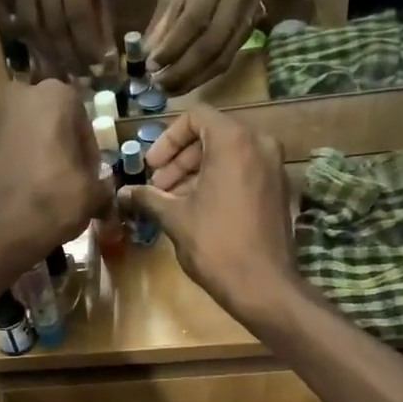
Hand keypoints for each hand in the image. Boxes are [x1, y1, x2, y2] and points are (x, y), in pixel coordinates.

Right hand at [0, 0, 114, 77]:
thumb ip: (102, 3)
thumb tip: (105, 50)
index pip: (76, 8)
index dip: (86, 41)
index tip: (98, 65)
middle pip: (51, 20)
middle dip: (67, 54)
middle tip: (80, 76)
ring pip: (28, 20)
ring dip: (45, 51)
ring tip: (60, 70)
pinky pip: (3, 6)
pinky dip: (12, 30)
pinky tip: (26, 48)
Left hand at [0, 80, 113, 263]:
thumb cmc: (53, 203)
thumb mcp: (93, 195)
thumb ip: (101, 183)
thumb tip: (101, 187)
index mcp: (55, 96)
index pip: (81, 120)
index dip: (87, 150)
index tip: (87, 175)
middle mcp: (18, 95)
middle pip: (45, 118)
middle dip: (53, 140)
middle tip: (60, 174)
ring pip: (13, 127)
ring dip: (21, 144)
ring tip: (28, 180)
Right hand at [117, 109, 298, 321]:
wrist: (263, 285)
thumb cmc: (216, 244)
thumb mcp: (175, 218)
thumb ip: (148, 198)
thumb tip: (122, 193)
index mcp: (234, 141)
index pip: (196, 116)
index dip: (167, 139)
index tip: (151, 167)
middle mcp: (260, 144)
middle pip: (212, 134)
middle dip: (180, 159)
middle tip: (158, 187)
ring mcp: (274, 167)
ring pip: (228, 154)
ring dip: (196, 172)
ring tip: (173, 202)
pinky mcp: (279, 189)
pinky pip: (244, 171)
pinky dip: (219, 181)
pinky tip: (198, 210)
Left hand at [145, 0, 261, 95]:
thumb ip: (165, 15)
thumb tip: (147, 52)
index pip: (193, 20)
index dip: (172, 47)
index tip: (150, 66)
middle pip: (209, 46)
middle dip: (181, 71)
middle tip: (157, 86)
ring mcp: (247, 14)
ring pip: (221, 58)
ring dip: (194, 80)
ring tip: (170, 90)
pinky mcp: (251, 28)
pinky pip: (228, 59)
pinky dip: (206, 75)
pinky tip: (189, 82)